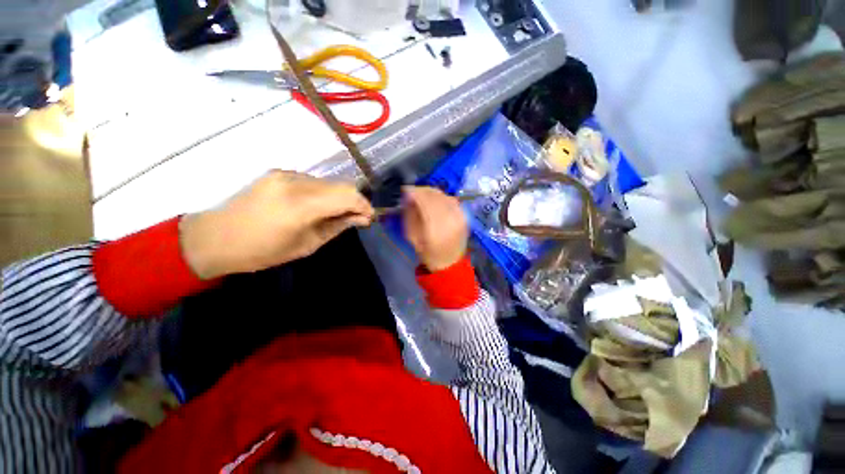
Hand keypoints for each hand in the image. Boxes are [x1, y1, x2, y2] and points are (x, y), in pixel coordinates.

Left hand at [180, 170, 373, 278]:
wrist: (215, 237)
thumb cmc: (262, 251)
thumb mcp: (307, 245)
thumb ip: (337, 227)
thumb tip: (361, 218)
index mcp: (300, 205)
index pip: (348, 195)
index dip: (364, 205)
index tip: (369, 218)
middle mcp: (295, 181)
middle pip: (341, 185)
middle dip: (355, 201)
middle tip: (356, 218)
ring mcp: (285, 173)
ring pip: (329, 182)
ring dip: (339, 197)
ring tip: (336, 214)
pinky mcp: (279, 172)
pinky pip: (313, 181)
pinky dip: (324, 193)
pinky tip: (316, 207)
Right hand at [403, 186, 468, 271]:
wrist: (450, 264)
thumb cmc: (428, 254)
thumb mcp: (413, 237)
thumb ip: (410, 215)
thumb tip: (408, 197)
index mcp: (435, 228)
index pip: (425, 201)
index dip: (414, 192)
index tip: (405, 189)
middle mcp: (450, 219)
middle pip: (435, 196)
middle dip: (421, 190)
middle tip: (412, 192)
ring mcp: (460, 216)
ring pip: (444, 195)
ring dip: (431, 192)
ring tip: (422, 195)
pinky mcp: (465, 216)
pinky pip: (452, 199)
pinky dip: (441, 196)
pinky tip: (435, 200)